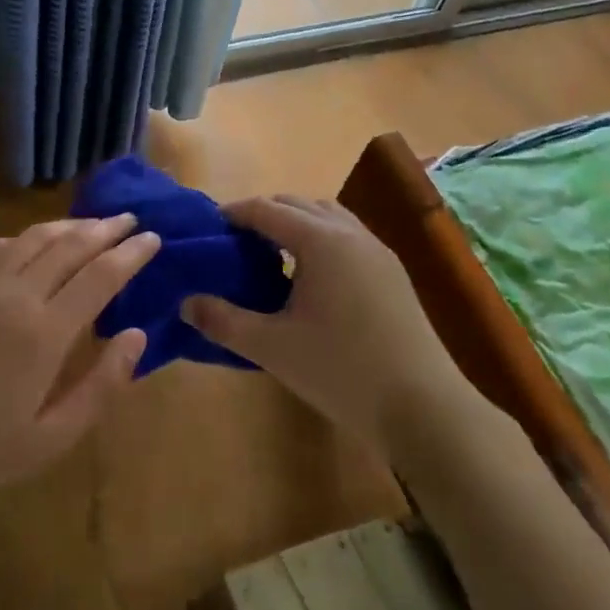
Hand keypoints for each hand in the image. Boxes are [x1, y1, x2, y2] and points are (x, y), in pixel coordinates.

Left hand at [0, 214, 159, 514]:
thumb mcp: (53, 438)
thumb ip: (101, 385)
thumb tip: (138, 335)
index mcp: (44, 334)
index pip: (100, 276)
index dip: (131, 254)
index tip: (153, 238)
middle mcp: (14, 296)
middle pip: (69, 246)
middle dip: (105, 229)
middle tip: (131, 220)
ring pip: (32, 239)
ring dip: (68, 226)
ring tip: (93, 223)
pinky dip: (24, 238)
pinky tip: (34, 241)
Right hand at [183, 196, 466, 455]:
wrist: (423, 406)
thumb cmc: (340, 370)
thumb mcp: (271, 347)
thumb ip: (223, 321)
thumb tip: (185, 304)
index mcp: (320, 240)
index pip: (267, 210)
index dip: (235, 213)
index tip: (210, 226)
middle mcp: (350, 233)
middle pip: (299, 203)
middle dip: (265, 213)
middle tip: (236, 241)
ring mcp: (377, 251)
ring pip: (328, 216)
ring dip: (297, 223)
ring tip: (272, 252)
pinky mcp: (393, 272)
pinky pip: (348, 236)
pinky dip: (321, 238)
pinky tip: (311, 276)